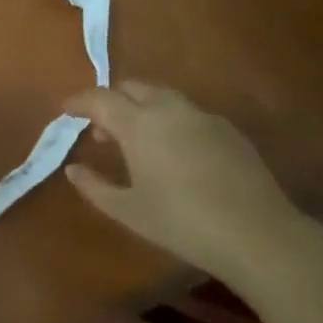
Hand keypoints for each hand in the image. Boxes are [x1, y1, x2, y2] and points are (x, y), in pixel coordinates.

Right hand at [63, 81, 299, 274]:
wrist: (257, 234)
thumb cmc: (182, 223)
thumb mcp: (129, 211)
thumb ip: (95, 187)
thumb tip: (73, 169)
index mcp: (139, 123)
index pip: (100, 99)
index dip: (79, 101)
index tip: (65, 110)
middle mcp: (169, 108)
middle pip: (132, 88)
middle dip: (112, 101)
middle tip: (102, 130)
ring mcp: (203, 115)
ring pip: (162, 96)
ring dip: (141, 108)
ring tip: (137, 142)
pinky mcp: (228, 129)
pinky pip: (188, 113)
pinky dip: (170, 120)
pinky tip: (175, 153)